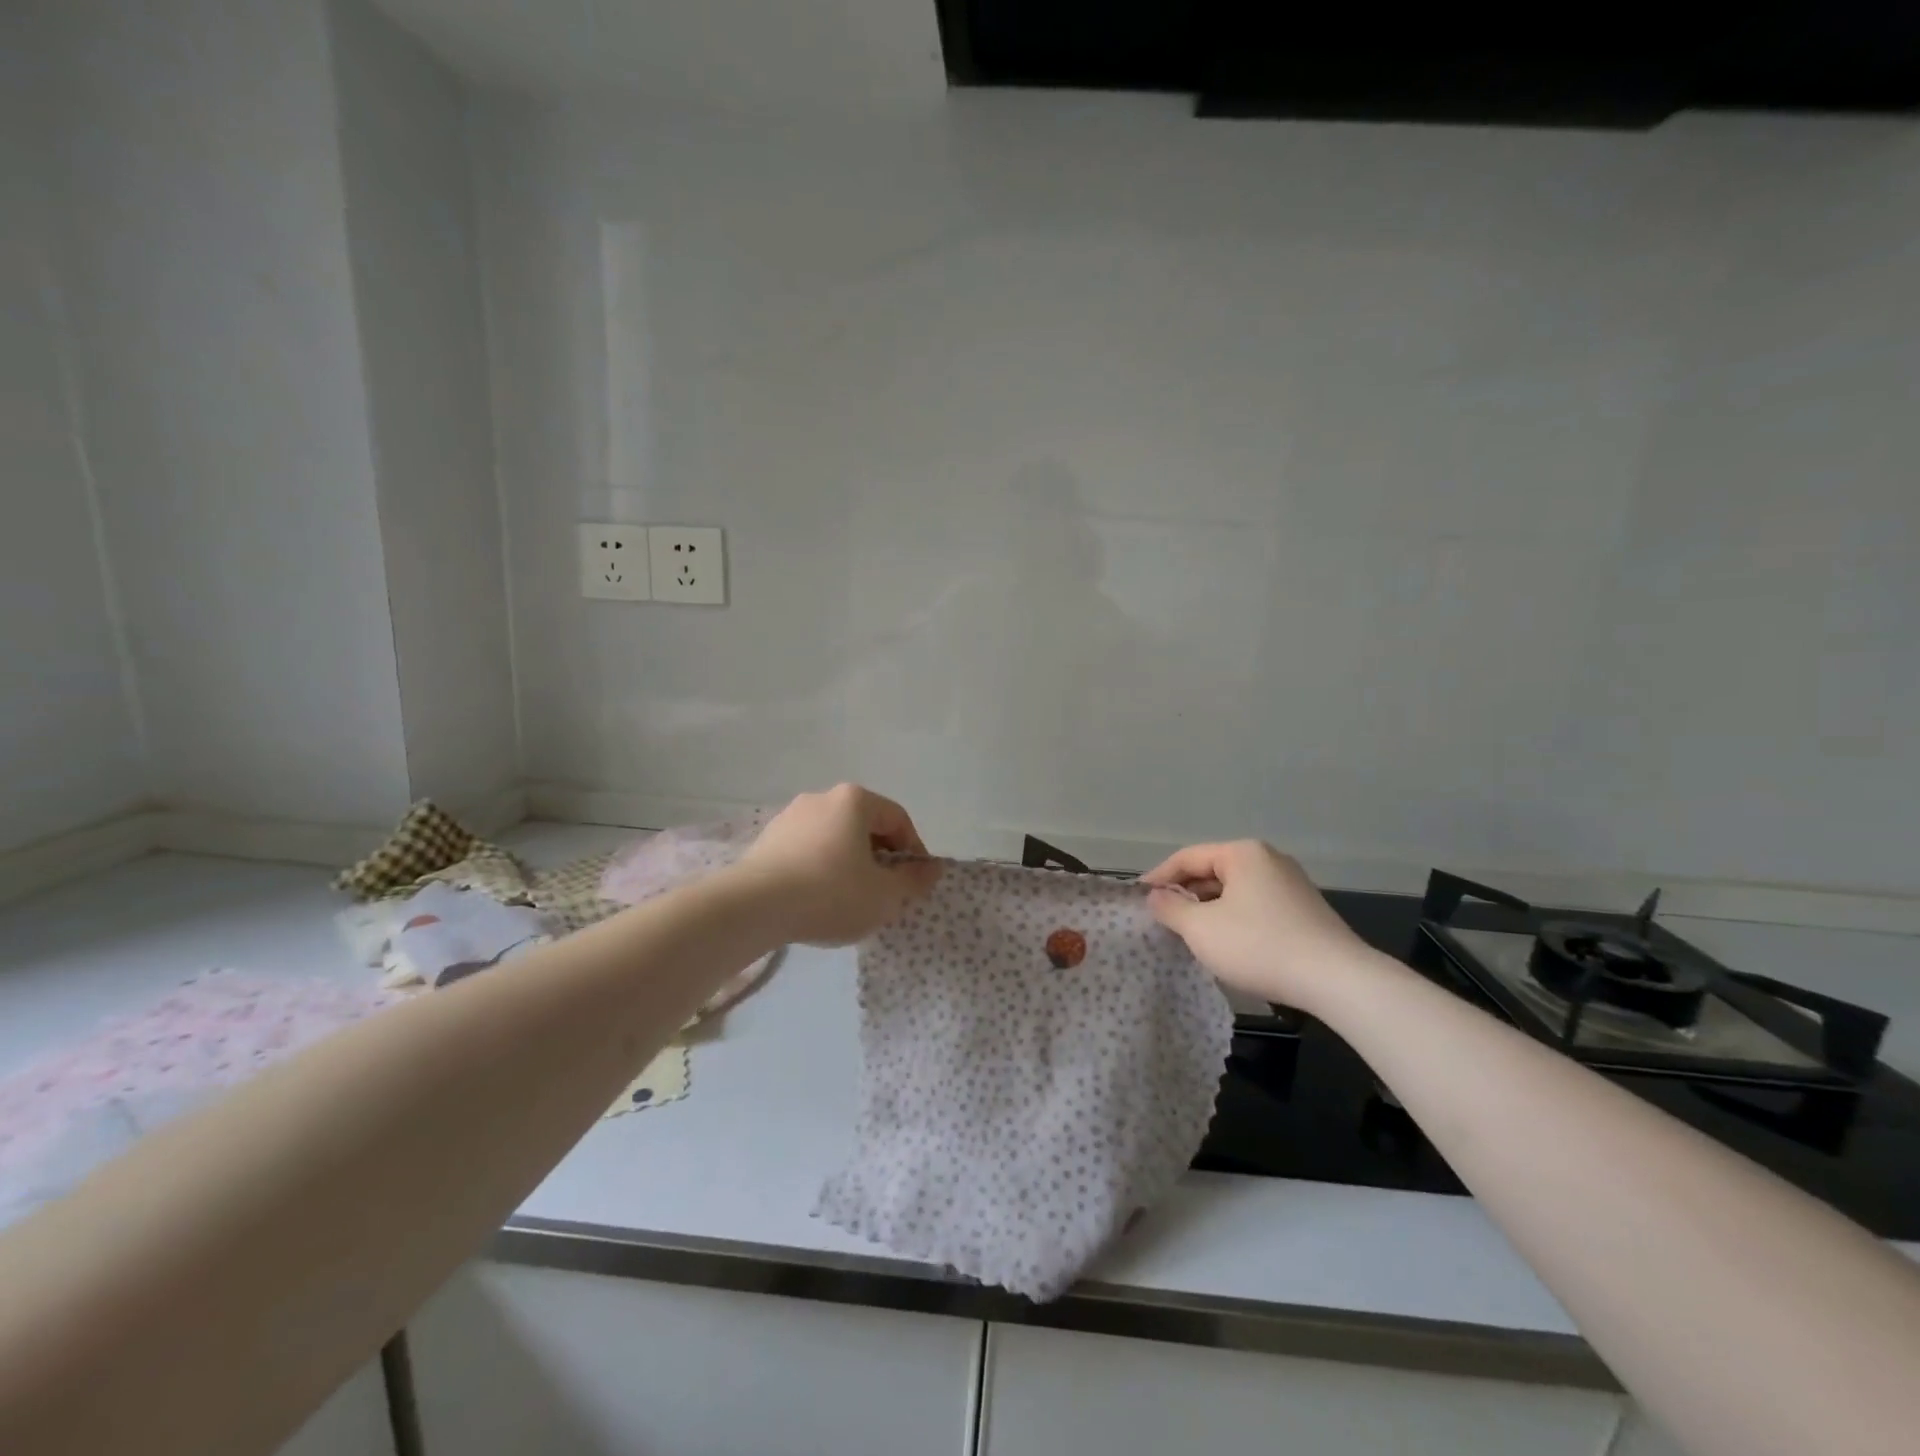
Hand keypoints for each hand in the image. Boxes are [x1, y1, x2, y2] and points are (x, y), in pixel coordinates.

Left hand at [729, 784, 940, 946]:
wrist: (753, 907)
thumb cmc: (830, 893)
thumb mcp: (884, 895)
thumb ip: (913, 881)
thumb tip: (933, 868)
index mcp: (855, 800)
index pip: (898, 820)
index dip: (914, 852)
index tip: (914, 883)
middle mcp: (822, 798)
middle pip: (865, 826)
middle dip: (880, 858)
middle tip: (884, 893)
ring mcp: (790, 816)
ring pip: (835, 838)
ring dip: (849, 864)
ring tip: (850, 900)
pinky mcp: (767, 839)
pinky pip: (807, 850)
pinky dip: (820, 869)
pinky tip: (817, 899)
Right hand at [1141, 841, 1372, 1009]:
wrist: (1336, 980)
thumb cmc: (1259, 946)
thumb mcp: (1201, 929)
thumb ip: (1170, 909)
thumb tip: (1155, 897)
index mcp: (1242, 853)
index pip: (1187, 857)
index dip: (1159, 877)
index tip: (1139, 899)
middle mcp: (1268, 859)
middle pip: (1212, 871)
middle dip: (1185, 894)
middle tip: (1161, 918)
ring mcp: (1290, 884)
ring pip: (1234, 890)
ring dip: (1208, 908)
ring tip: (1188, 933)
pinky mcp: (1304, 910)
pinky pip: (1255, 905)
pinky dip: (1233, 918)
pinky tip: (1226, 943)